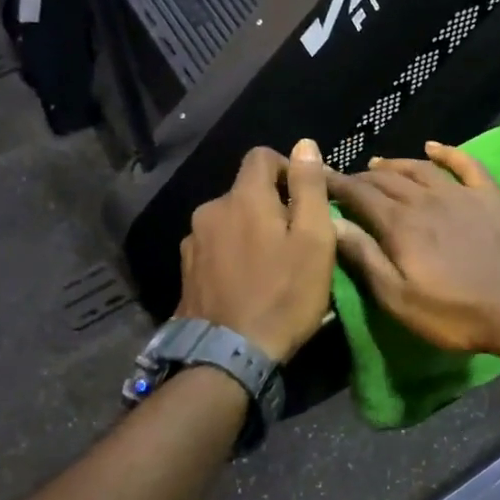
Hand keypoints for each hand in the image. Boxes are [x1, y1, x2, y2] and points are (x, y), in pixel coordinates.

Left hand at [177, 140, 334, 361]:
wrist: (228, 355)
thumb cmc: (283, 295)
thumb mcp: (314, 240)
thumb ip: (309, 188)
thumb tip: (305, 144)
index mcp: (243, 197)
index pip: (261, 156)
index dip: (288, 169)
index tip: (306, 200)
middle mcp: (210, 210)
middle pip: (246, 192)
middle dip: (272, 207)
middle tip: (296, 242)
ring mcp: (193, 242)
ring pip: (230, 221)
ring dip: (251, 232)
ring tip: (272, 267)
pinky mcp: (185, 271)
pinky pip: (216, 247)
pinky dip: (233, 255)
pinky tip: (247, 283)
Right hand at [328, 142, 499, 355]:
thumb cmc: (455, 313)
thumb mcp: (399, 298)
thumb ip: (365, 258)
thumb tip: (332, 224)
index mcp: (401, 224)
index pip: (359, 194)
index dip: (336, 184)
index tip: (317, 178)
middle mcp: (427, 199)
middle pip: (387, 179)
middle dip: (361, 177)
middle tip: (345, 180)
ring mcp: (461, 194)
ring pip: (420, 168)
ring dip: (396, 164)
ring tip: (378, 164)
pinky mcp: (490, 197)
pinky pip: (465, 164)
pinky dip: (447, 152)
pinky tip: (433, 147)